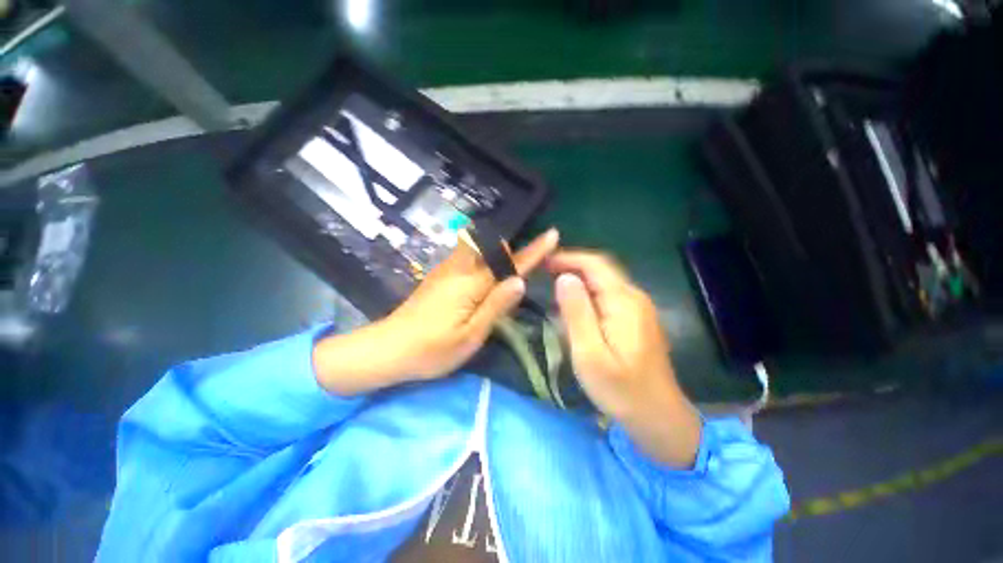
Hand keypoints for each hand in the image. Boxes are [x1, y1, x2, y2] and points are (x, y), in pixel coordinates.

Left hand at [313, 228, 559, 395]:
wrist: (388, 348)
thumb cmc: (432, 350)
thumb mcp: (470, 335)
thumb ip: (496, 305)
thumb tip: (520, 280)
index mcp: (471, 284)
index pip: (509, 262)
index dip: (533, 250)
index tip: (552, 234)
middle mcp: (459, 269)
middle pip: (490, 245)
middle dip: (511, 248)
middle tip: (528, 262)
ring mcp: (445, 270)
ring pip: (477, 248)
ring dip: (496, 251)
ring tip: (509, 267)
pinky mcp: (438, 275)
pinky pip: (466, 256)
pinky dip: (482, 257)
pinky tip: (484, 275)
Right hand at [548, 250, 700, 467]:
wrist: (659, 418)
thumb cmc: (621, 390)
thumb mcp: (590, 354)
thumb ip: (576, 312)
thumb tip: (564, 277)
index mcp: (624, 302)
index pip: (595, 264)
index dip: (568, 258)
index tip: (543, 262)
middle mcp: (634, 297)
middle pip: (601, 270)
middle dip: (571, 266)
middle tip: (543, 274)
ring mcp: (638, 309)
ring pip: (604, 283)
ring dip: (578, 281)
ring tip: (553, 289)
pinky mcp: (636, 320)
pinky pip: (608, 297)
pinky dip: (587, 295)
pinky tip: (574, 308)